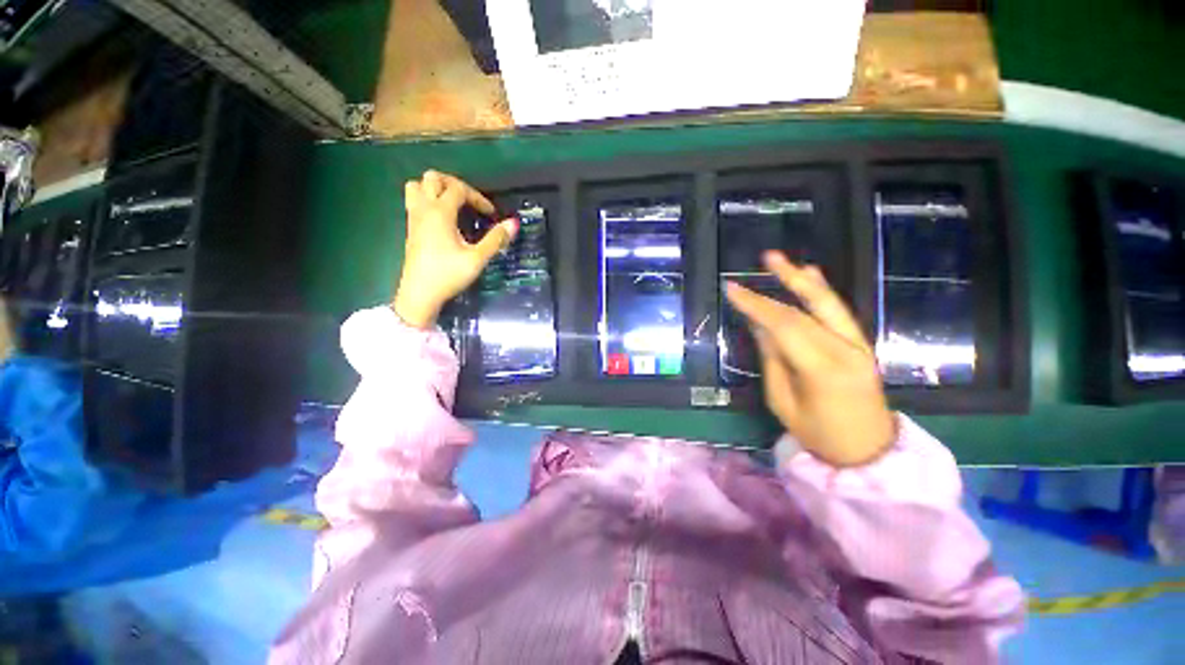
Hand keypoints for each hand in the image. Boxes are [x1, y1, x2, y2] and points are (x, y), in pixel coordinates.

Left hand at [393, 171, 517, 328]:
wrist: (420, 294)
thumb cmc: (448, 275)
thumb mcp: (477, 259)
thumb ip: (495, 239)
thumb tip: (513, 223)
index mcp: (440, 213)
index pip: (459, 189)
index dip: (478, 197)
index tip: (491, 214)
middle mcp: (424, 209)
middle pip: (432, 178)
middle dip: (454, 184)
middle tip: (470, 201)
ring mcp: (413, 218)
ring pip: (417, 186)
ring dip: (435, 188)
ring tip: (452, 204)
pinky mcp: (410, 228)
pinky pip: (414, 200)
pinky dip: (428, 199)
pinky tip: (442, 218)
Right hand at [725, 252, 895, 466]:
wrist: (868, 451)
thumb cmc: (818, 433)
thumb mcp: (782, 402)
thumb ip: (772, 360)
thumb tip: (759, 326)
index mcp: (822, 368)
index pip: (783, 325)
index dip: (755, 304)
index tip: (732, 289)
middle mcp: (845, 349)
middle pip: (807, 308)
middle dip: (782, 281)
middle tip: (764, 258)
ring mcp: (858, 344)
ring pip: (828, 303)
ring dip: (804, 279)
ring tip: (781, 260)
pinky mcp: (860, 344)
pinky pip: (838, 312)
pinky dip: (822, 292)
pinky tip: (812, 275)